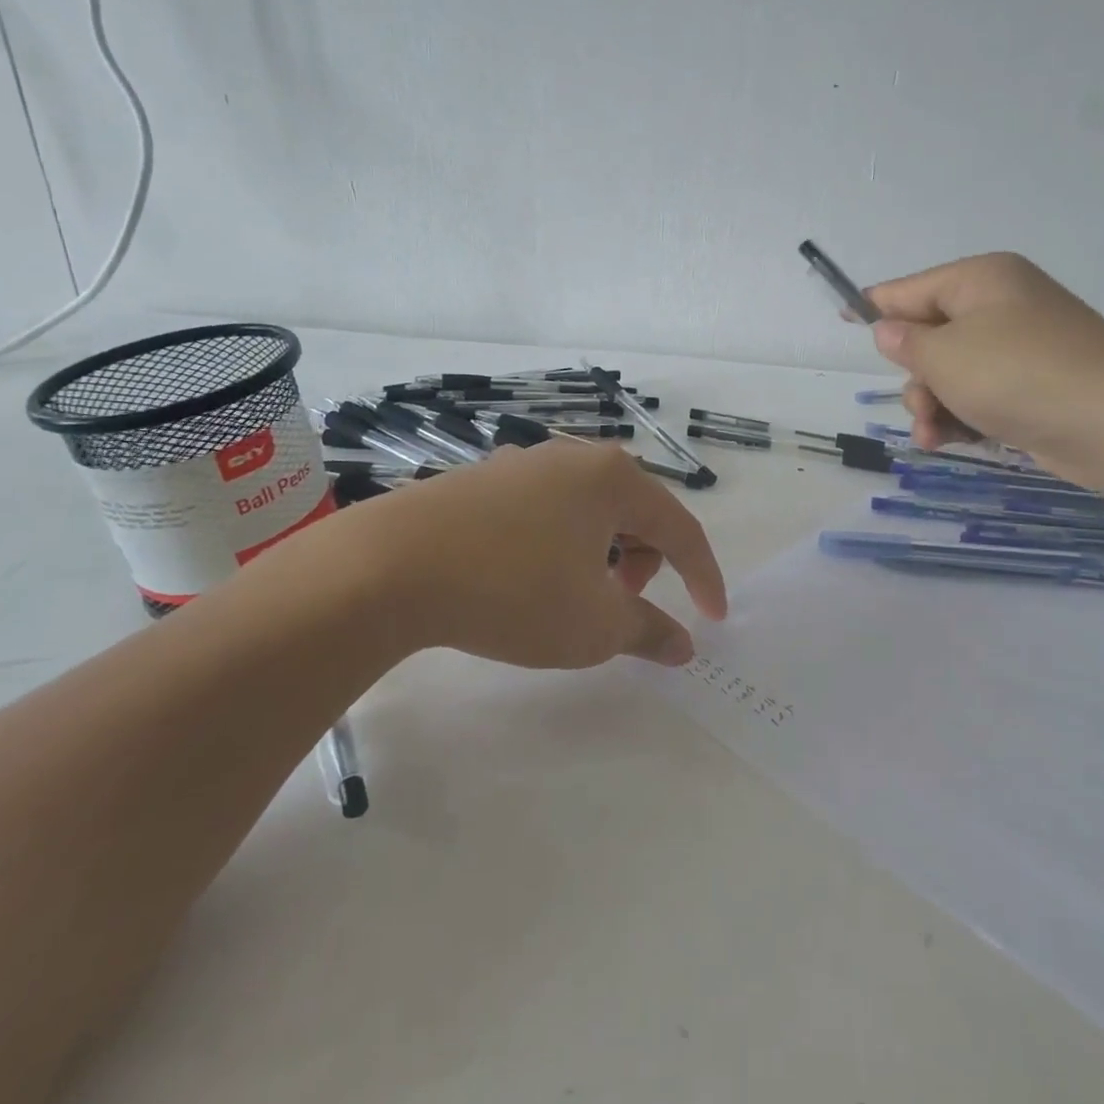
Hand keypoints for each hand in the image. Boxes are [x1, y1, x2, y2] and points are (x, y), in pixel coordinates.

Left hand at [356, 441, 728, 668]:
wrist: (389, 566)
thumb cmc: (513, 591)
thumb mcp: (594, 625)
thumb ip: (649, 631)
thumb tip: (683, 645)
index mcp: (614, 479)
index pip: (681, 529)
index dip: (704, 577)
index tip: (713, 618)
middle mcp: (575, 457)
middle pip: (636, 513)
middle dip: (645, 563)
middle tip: (621, 605)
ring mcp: (525, 462)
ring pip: (590, 510)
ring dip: (602, 554)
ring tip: (574, 595)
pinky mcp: (484, 478)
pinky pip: (547, 510)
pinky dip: (561, 544)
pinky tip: (528, 576)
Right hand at [864, 252, 1103, 481]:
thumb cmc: (1017, 372)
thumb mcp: (944, 355)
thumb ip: (906, 342)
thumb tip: (891, 330)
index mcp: (979, 281)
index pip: (910, 289)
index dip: (874, 305)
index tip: (842, 317)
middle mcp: (1001, 308)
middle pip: (931, 337)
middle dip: (916, 378)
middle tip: (921, 405)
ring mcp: (1021, 349)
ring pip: (952, 375)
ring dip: (933, 407)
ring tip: (934, 436)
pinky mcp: (1034, 388)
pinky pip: (980, 397)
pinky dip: (961, 419)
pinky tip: (952, 443)